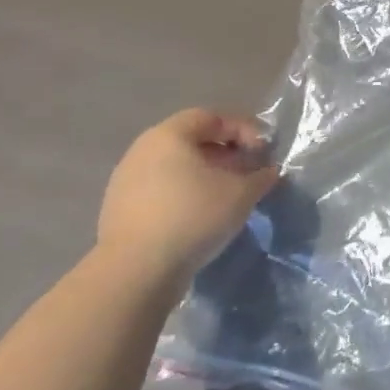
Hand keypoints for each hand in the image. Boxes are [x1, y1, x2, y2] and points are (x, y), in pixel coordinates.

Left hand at [97, 109, 278, 289]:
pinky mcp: (120, 211)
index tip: (262, 151)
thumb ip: (261, 176)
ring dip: (205, 175)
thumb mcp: (241, 194)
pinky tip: (201, 216)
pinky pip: (161, 190)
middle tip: (248, 171)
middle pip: (191, 141)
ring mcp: (126, 181)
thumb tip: (269, 172)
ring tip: (228, 195)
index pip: (211, 117)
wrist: (135, 272)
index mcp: (169, 136)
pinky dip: (185, 194)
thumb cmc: (192, 217)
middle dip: (226, 153)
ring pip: (175, 167)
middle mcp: (142, 151)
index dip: (243, 129)